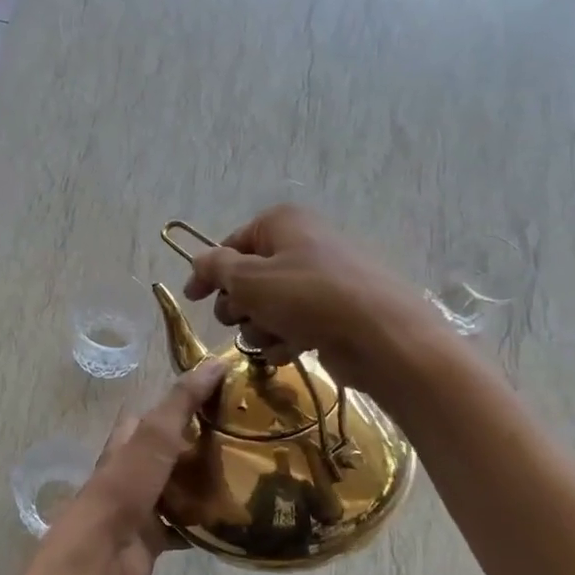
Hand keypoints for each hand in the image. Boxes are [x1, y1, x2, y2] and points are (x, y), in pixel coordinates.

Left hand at [41, 360, 227, 574]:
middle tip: (247, 438)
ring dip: (206, 484)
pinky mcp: (155, 537)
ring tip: (250, 474)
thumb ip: (183, 401)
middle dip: (202, 445)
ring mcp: (143, 504)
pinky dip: (206, 523)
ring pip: (180, 488)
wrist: (103, 553)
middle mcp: (134, 470)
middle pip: (172, 451)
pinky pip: (186, 525)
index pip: (157, 413)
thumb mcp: (155, 434)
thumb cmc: (125, 486)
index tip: (224, 397)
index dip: (185, 401)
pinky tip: (236, 517)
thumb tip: (216, 362)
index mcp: (129, 441)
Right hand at [181, 204, 423, 390]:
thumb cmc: (307, 298)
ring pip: (269, 306)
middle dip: (239, 305)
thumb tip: (200, 261)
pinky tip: (291, 351)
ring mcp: (321, 280)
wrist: (380, 336)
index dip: (209, 272)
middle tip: (241, 318)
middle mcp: (302, 244)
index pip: (231, 244)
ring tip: (274, 337)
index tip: (193, 298)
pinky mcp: (334, 313)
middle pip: (249, 278)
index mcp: (282, 223)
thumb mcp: (249, 279)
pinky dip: (286, 339)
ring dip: (261, 327)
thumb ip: (215, 268)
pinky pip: (294, 324)